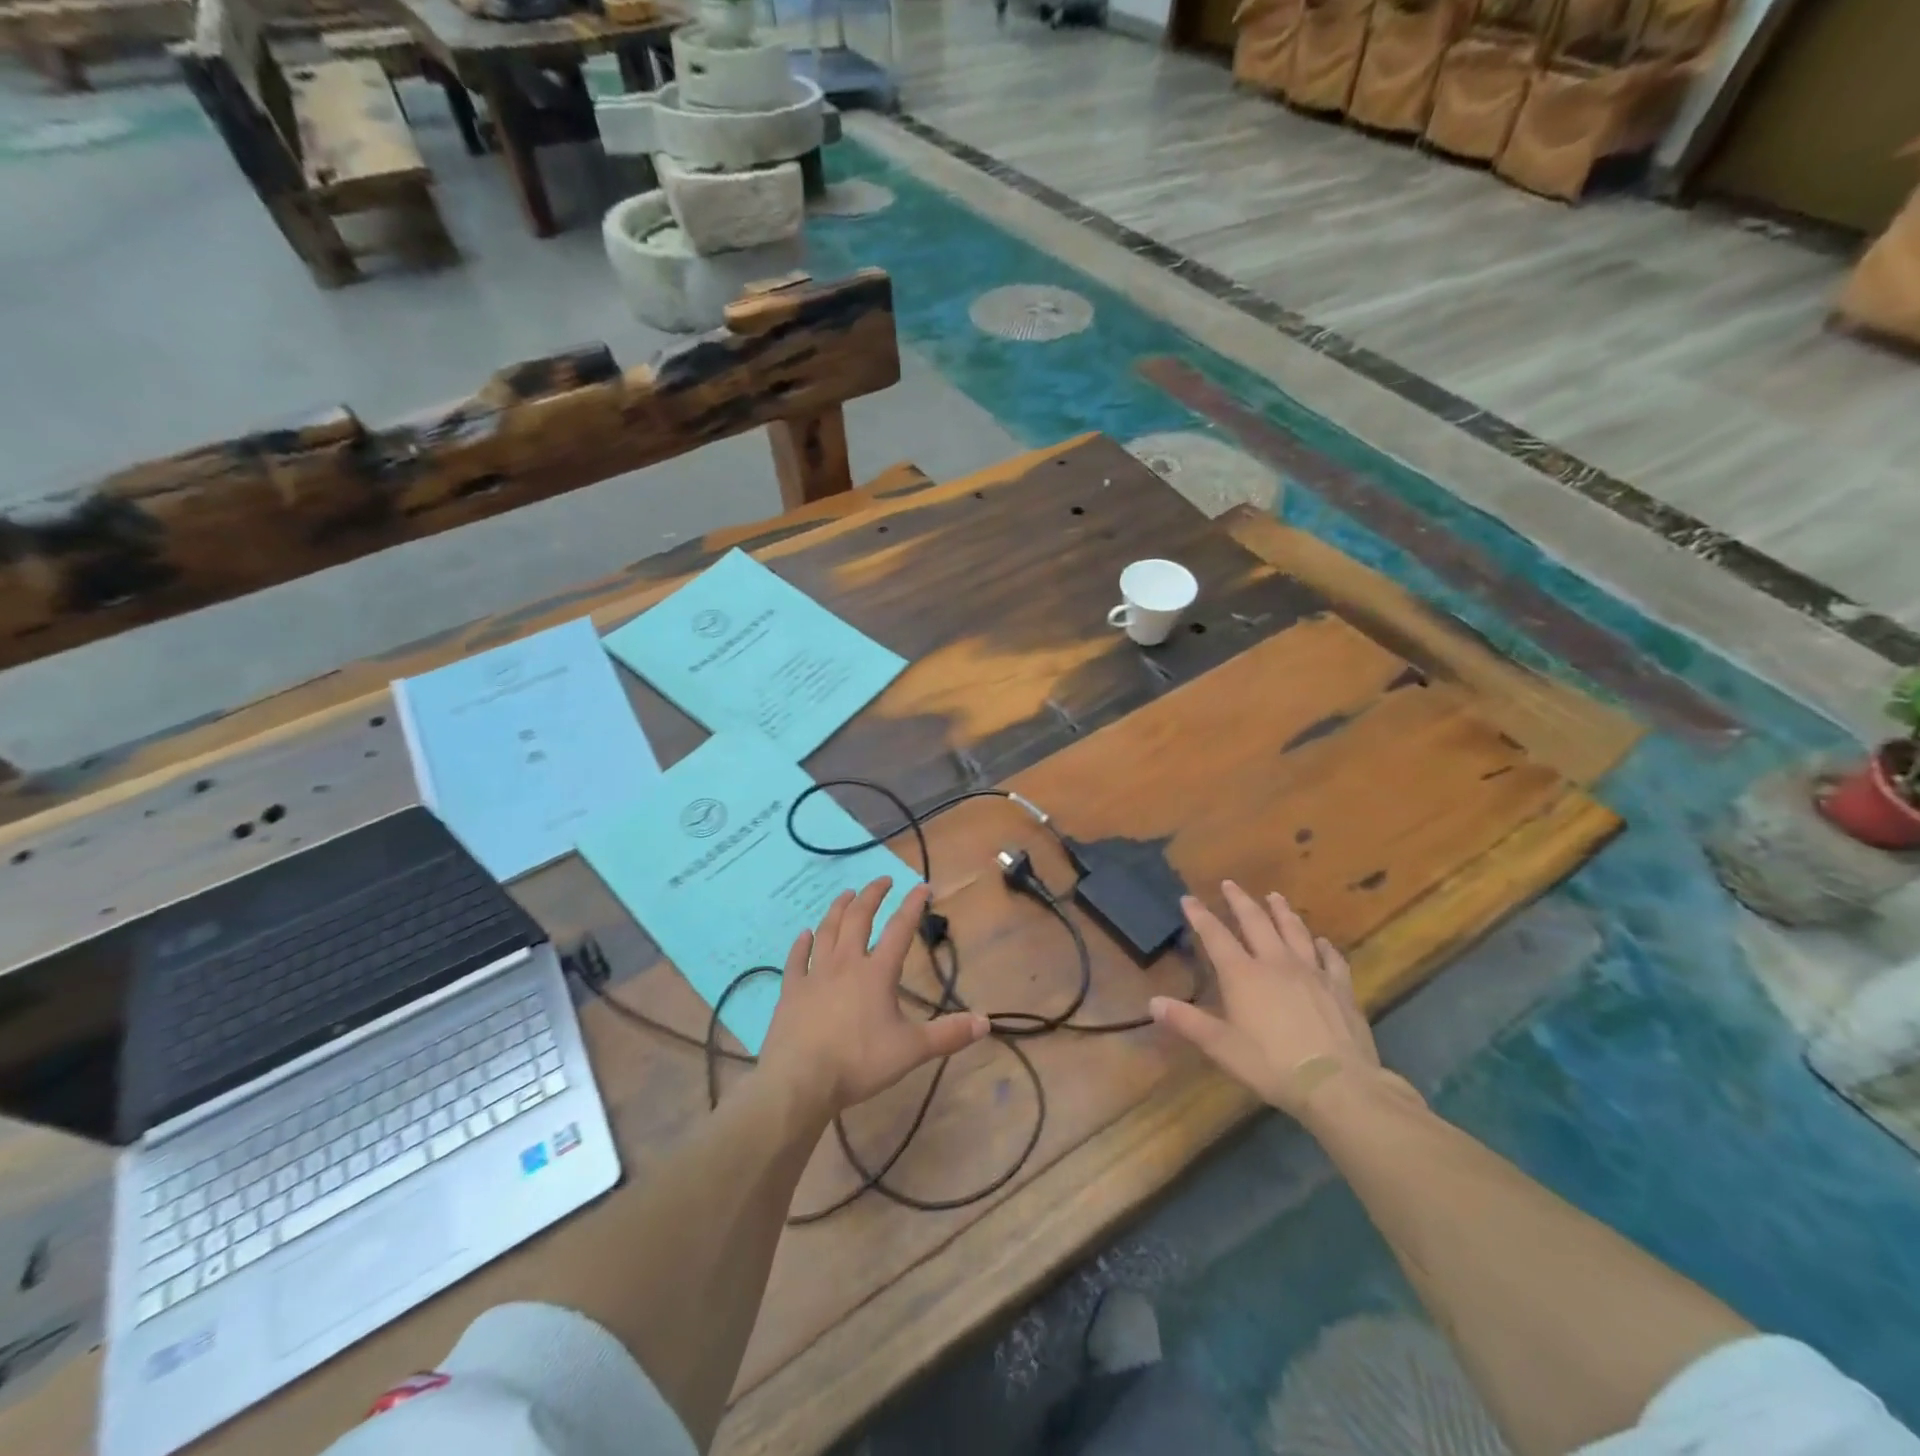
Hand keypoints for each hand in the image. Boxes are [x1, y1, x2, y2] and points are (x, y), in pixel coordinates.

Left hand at [758, 877, 988, 1118]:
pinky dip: (801, 944)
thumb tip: (986, 1022)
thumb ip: (948, 1034)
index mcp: (877, 973)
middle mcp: (846, 963)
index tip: (922, 887)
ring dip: (838, 909)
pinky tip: (804, 934)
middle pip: (859, 918)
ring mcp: (814, 974)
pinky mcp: (791, 990)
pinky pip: (796, 959)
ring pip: (827, 930)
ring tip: (847, 895)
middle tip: (883, 880)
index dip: (912, 906)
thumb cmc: (858, 1062)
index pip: (900, 930)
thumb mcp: (911, 1051)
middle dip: (872, 895)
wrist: (800, 1080)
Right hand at [1151, 881, 1391, 1122]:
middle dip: (1240, 901)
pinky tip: (1322, 942)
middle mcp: (1275, 963)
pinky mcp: (1340, 988)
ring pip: (1294, 931)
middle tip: (1231, 884)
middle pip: (1256, 922)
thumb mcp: (1221, 1047)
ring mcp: (1311, 972)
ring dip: (1282, 912)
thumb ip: (1187, 1022)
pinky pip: (1331, 959)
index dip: (1200, 916)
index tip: (1188, 898)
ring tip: (1275, 897)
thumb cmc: (1271, 1065)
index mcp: (1243, 974)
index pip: (1216, 936)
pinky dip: (1324, 947)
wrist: (1337, 1083)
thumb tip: (1152, 1002)